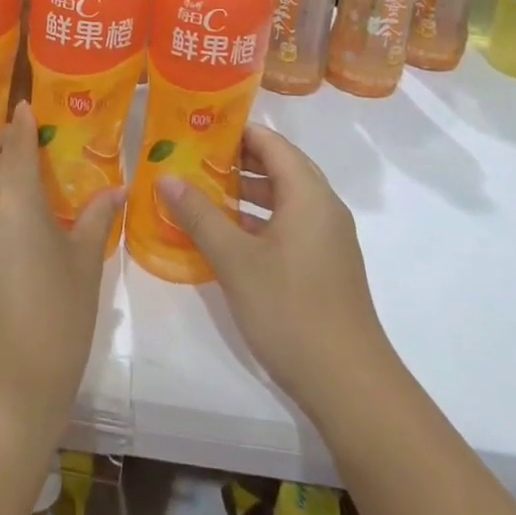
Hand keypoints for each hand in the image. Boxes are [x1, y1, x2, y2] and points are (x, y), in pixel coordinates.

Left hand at [0, 103, 122, 444]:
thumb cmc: (53, 328)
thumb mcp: (83, 271)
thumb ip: (96, 222)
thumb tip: (115, 191)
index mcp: (12, 201)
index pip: (13, 143)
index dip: (22, 122)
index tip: (29, 108)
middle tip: (22, 143)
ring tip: (18, 194)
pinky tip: (3, 245)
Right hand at [158, 123, 397, 423]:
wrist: (350, 386)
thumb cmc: (291, 310)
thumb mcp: (235, 260)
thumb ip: (199, 214)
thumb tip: (165, 176)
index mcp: (308, 194)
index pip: (271, 142)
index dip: (235, 130)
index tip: (196, 128)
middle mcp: (323, 207)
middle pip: (278, 166)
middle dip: (236, 159)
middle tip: (192, 157)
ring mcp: (327, 238)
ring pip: (283, 198)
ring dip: (245, 192)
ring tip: (201, 191)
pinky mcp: (324, 265)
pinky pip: (288, 224)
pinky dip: (258, 219)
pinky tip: (225, 235)